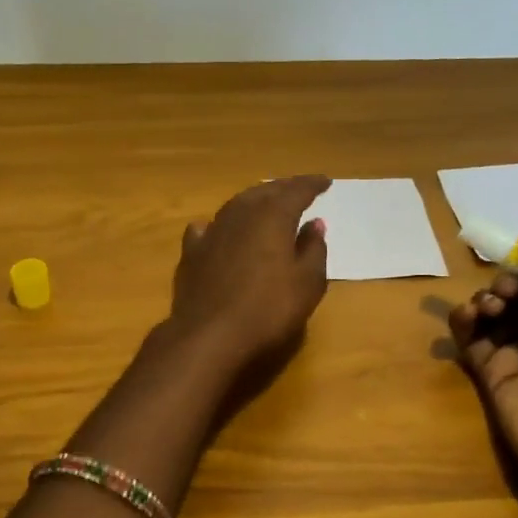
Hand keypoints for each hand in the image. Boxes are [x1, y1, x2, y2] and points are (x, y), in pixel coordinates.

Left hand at [166, 176, 331, 370]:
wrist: (209, 335)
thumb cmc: (268, 309)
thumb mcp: (307, 283)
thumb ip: (314, 249)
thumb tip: (315, 224)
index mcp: (273, 216)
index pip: (297, 191)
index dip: (313, 185)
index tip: (326, 182)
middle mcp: (241, 213)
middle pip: (265, 192)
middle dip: (284, 188)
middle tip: (298, 190)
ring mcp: (212, 231)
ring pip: (236, 205)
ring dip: (254, 200)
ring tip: (266, 203)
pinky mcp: (192, 252)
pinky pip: (208, 228)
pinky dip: (221, 224)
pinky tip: (219, 228)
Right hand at [448, 232, 517, 496]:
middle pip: (517, 296)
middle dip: (506, 285)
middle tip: (504, 293)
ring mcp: (515, 354)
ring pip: (491, 314)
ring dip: (485, 300)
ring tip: (488, 309)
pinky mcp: (488, 373)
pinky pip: (469, 339)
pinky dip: (462, 321)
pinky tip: (466, 316)